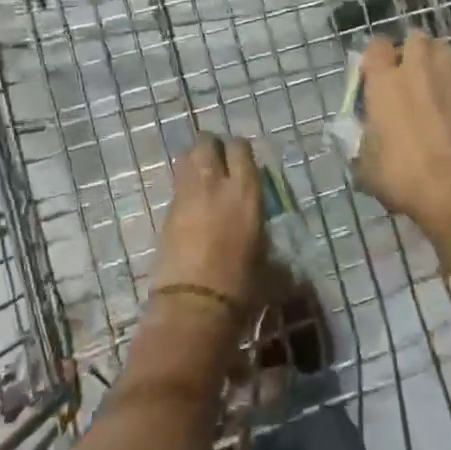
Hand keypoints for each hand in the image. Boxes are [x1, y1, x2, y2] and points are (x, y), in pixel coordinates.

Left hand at [153, 134, 267, 318]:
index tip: (242, 160)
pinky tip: (191, 204)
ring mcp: (186, 195)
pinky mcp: (166, 212)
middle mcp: (215, 183)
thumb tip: (284, 265)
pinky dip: (183, 186)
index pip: (240, 147)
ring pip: (186, 157)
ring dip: (194, 161)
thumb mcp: (270, 269)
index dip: (239, 149)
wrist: (194, 306)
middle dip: (212, 146)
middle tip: (219, 161)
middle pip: (206, 142)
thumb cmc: (241, 287)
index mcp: (246, 191)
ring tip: (202, 176)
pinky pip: (176, 185)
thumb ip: (274, 255)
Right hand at [356, 31, 450, 251]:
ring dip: (436, 58)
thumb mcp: (365, 163)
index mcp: (384, 81)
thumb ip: (361, 139)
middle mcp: (418, 70)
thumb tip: (364, 132)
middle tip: (404, 72)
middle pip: (415, 37)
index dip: (374, 56)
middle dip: (410, 49)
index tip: (372, 72)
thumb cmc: (402, 174)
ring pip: (444, 49)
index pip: (376, 45)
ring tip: (431, 79)